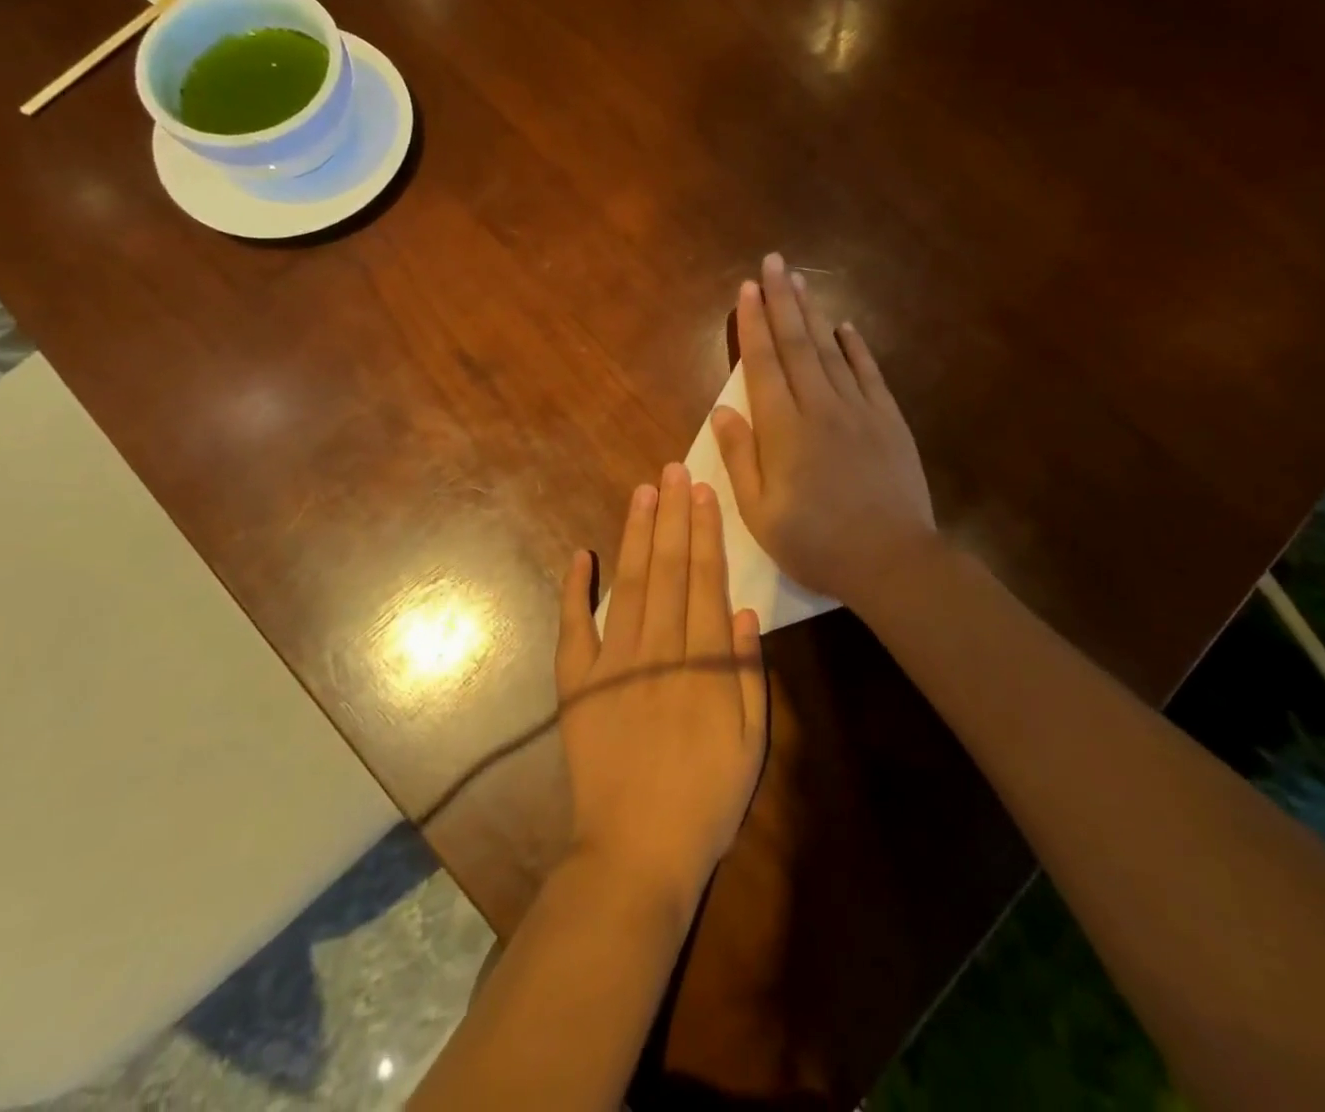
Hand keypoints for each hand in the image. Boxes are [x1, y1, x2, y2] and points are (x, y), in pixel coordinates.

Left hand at [555, 463, 768, 912]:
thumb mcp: (751, 744)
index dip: (705, 532)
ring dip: (636, 535)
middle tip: (671, 470)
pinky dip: (574, 589)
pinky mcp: (577, 684)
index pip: (706, 580)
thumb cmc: (705, 801)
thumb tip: (745, 612)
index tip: (702, 493)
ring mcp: (612, 663)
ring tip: (642, 493)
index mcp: (704, 662)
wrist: (635, 853)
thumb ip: (749, 675)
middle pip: (668, 569)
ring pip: (629, 584)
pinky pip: (573, 627)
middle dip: (671, 516)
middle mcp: (658, 648)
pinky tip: (580, 554)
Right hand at [710, 253, 937, 606]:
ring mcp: (860, 410)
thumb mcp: (760, 513)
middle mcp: (821, 407)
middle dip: (782, 301)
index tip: (746, 289)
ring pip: (831, 350)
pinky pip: (869, 373)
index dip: (753, 324)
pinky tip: (846, 327)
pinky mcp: (889, 421)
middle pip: (797, 344)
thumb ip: (740, 458)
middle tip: (773, 262)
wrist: (892, 560)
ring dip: (813, 313)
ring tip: (800, 280)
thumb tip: (722, 411)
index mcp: (784, 430)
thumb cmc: (816, 543)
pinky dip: (856, 347)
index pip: (763, 365)